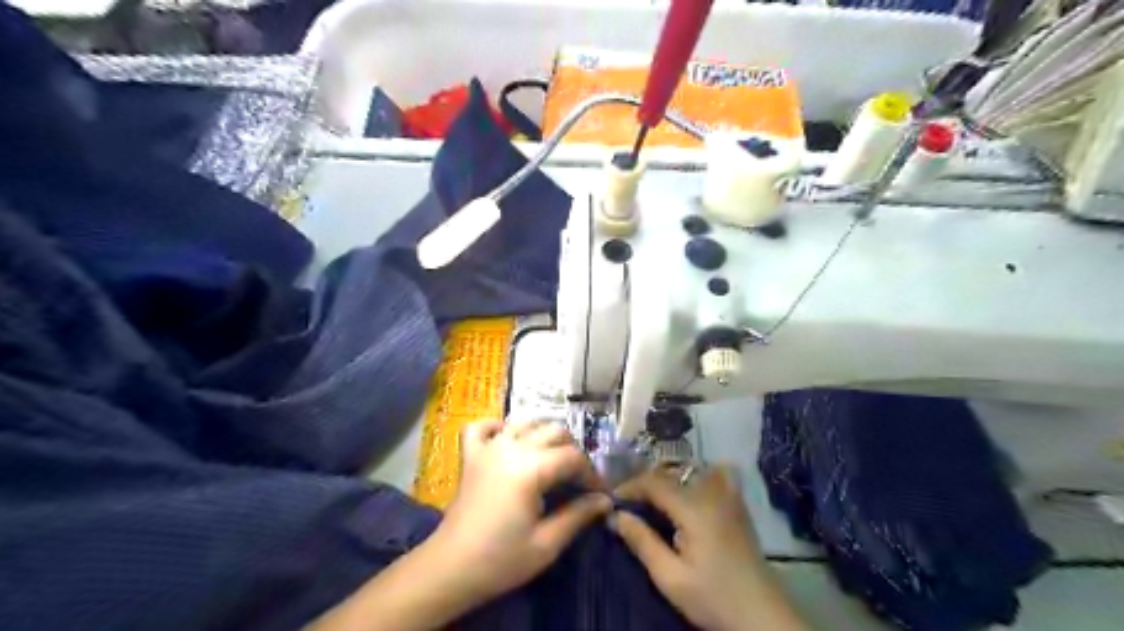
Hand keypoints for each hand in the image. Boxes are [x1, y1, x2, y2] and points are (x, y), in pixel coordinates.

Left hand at [432, 420, 611, 599]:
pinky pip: (482, 427)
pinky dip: (498, 427)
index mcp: (530, 468)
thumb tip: (605, 501)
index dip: (591, 474)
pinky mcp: (471, 456)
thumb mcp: (547, 544)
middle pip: (554, 431)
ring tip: (552, 461)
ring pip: (525, 422)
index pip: (573, 457)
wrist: (449, 569)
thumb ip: (578, 516)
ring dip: (544, 436)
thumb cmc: (500, 560)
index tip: (599, 496)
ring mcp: (488, 448)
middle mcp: (510, 447)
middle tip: (578, 481)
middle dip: (572, 452)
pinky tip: (508, 441)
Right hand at [606, 467, 809, 630]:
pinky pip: (717, 476)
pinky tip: (691, 492)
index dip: (629, 487)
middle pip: (670, 474)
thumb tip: (615, 515)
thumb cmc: (714, 598)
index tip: (612, 502)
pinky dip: (699, 476)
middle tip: (628, 507)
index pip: (653, 482)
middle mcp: (711, 492)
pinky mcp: (738, 505)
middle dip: (645, 485)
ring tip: (653, 503)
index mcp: (693, 507)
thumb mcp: (670, 578)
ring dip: (668, 481)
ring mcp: (729, 496)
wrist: (763, 615)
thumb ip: (642, 542)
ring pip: (690, 472)